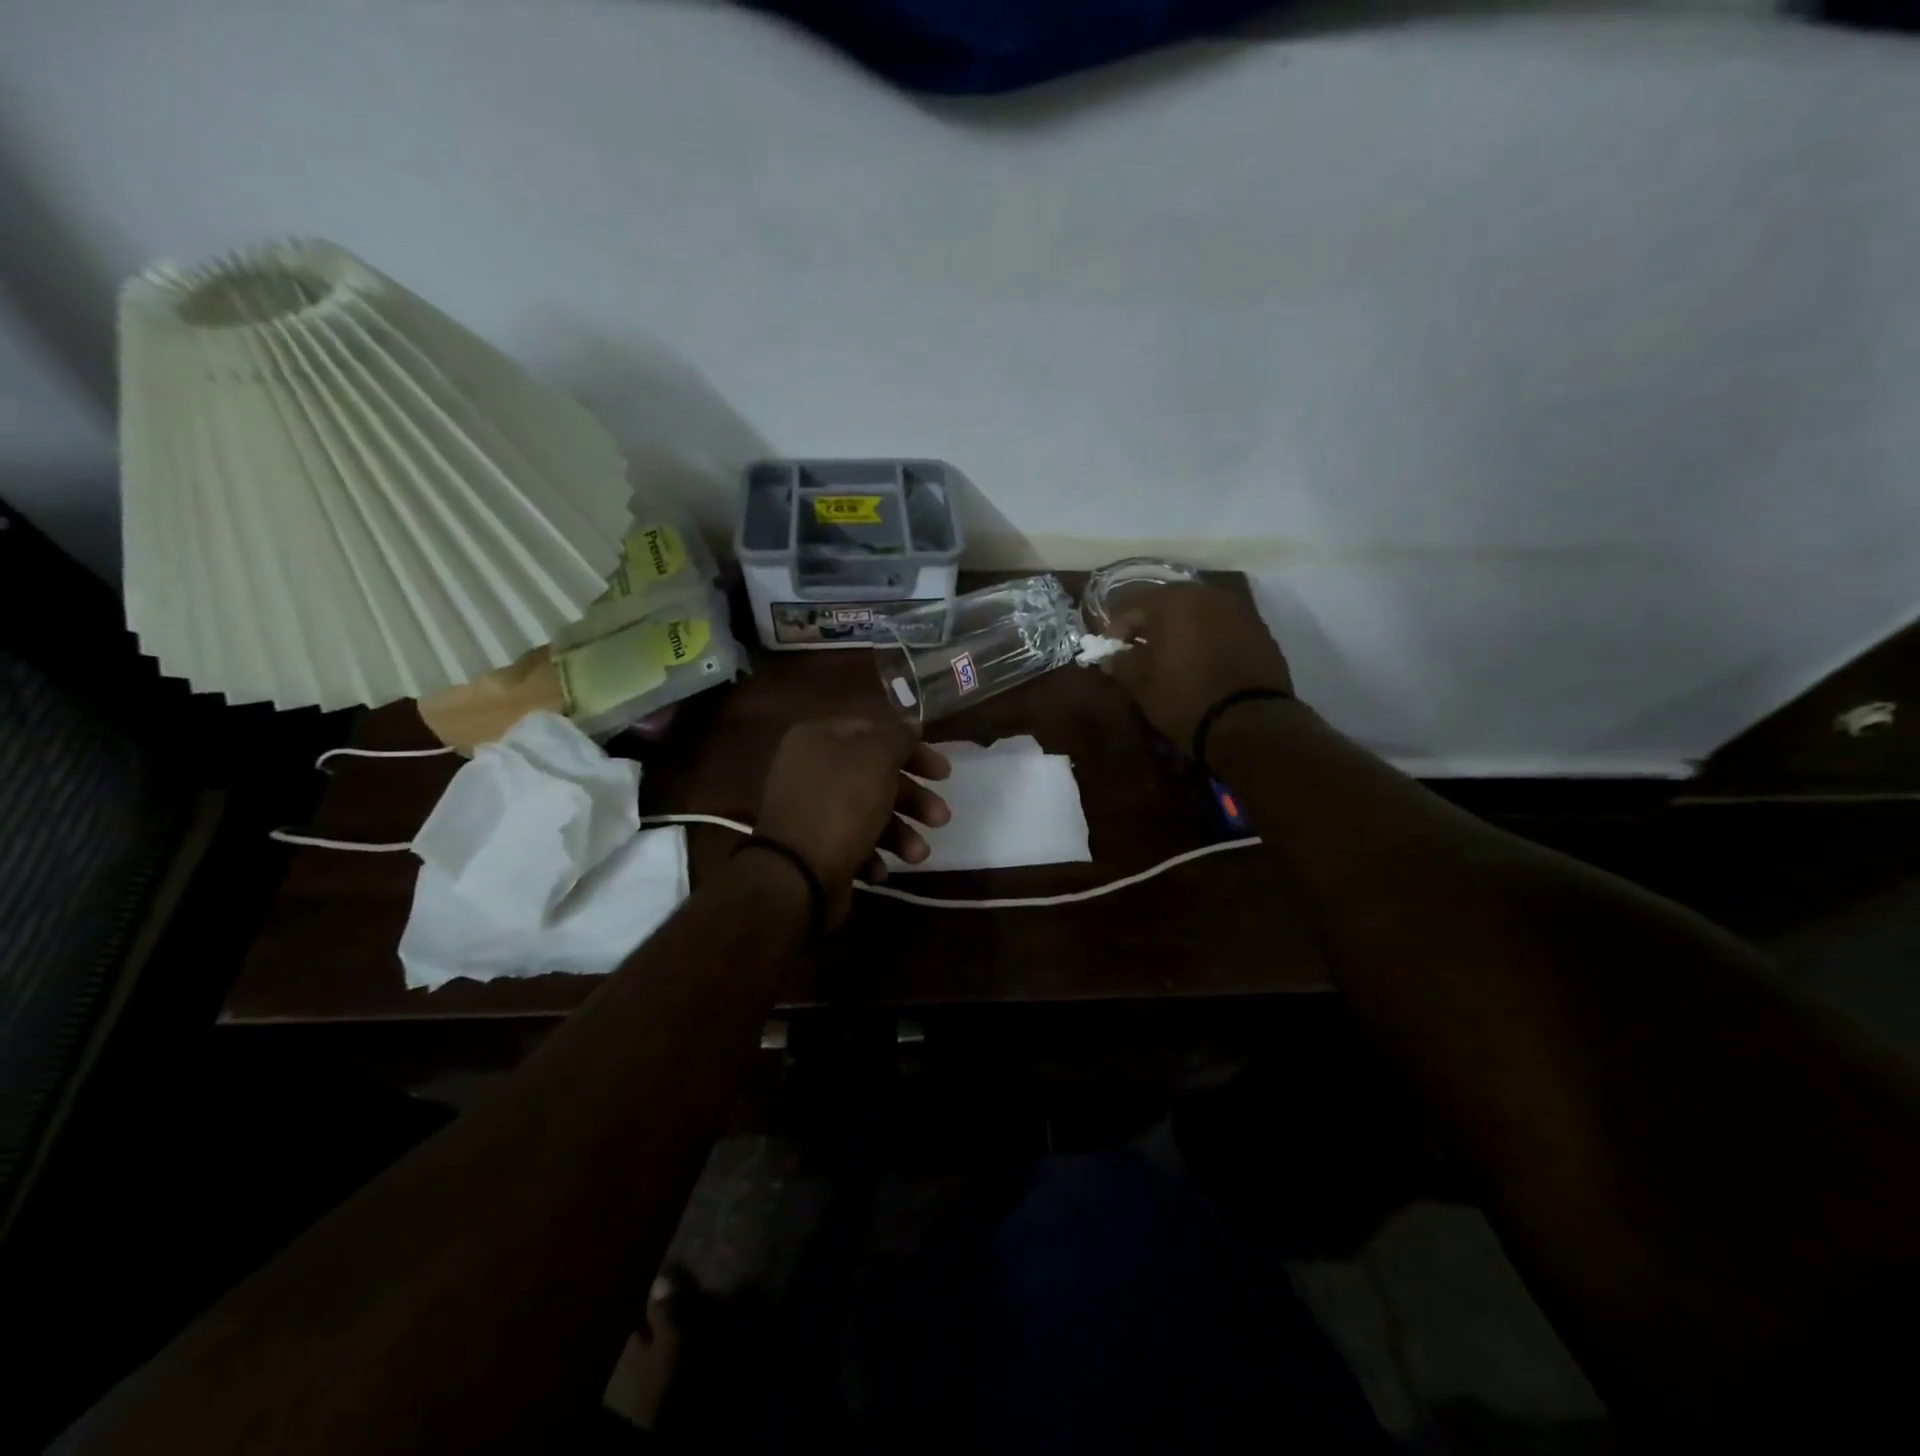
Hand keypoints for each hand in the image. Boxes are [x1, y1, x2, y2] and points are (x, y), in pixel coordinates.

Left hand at [755, 718, 951, 924]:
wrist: (795, 876)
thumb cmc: (841, 806)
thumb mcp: (877, 760)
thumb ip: (898, 737)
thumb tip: (911, 724)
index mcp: (819, 739)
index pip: (875, 733)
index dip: (913, 751)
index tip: (944, 774)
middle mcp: (811, 770)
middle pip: (875, 776)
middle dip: (912, 799)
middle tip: (940, 818)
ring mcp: (811, 810)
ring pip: (869, 812)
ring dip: (901, 833)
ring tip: (918, 855)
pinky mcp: (814, 847)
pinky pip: (852, 842)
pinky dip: (873, 854)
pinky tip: (880, 870)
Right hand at [1102, 584, 1294, 748]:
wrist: (1248, 721)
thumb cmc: (1183, 696)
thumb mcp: (1141, 683)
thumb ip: (1121, 663)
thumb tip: (1110, 657)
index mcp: (1173, 600)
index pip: (1133, 606)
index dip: (1117, 630)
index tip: (1110, 652)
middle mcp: (1208, 594)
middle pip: (1169, 604)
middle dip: (1151, 626)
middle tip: (1140, 651)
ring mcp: (1238, 610)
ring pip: (1198, 614)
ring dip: (1181, 630)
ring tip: (1172, 657)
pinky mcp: (1260, 630)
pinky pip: (1222, 628)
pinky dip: (1207, 639)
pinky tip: (1201, 662)